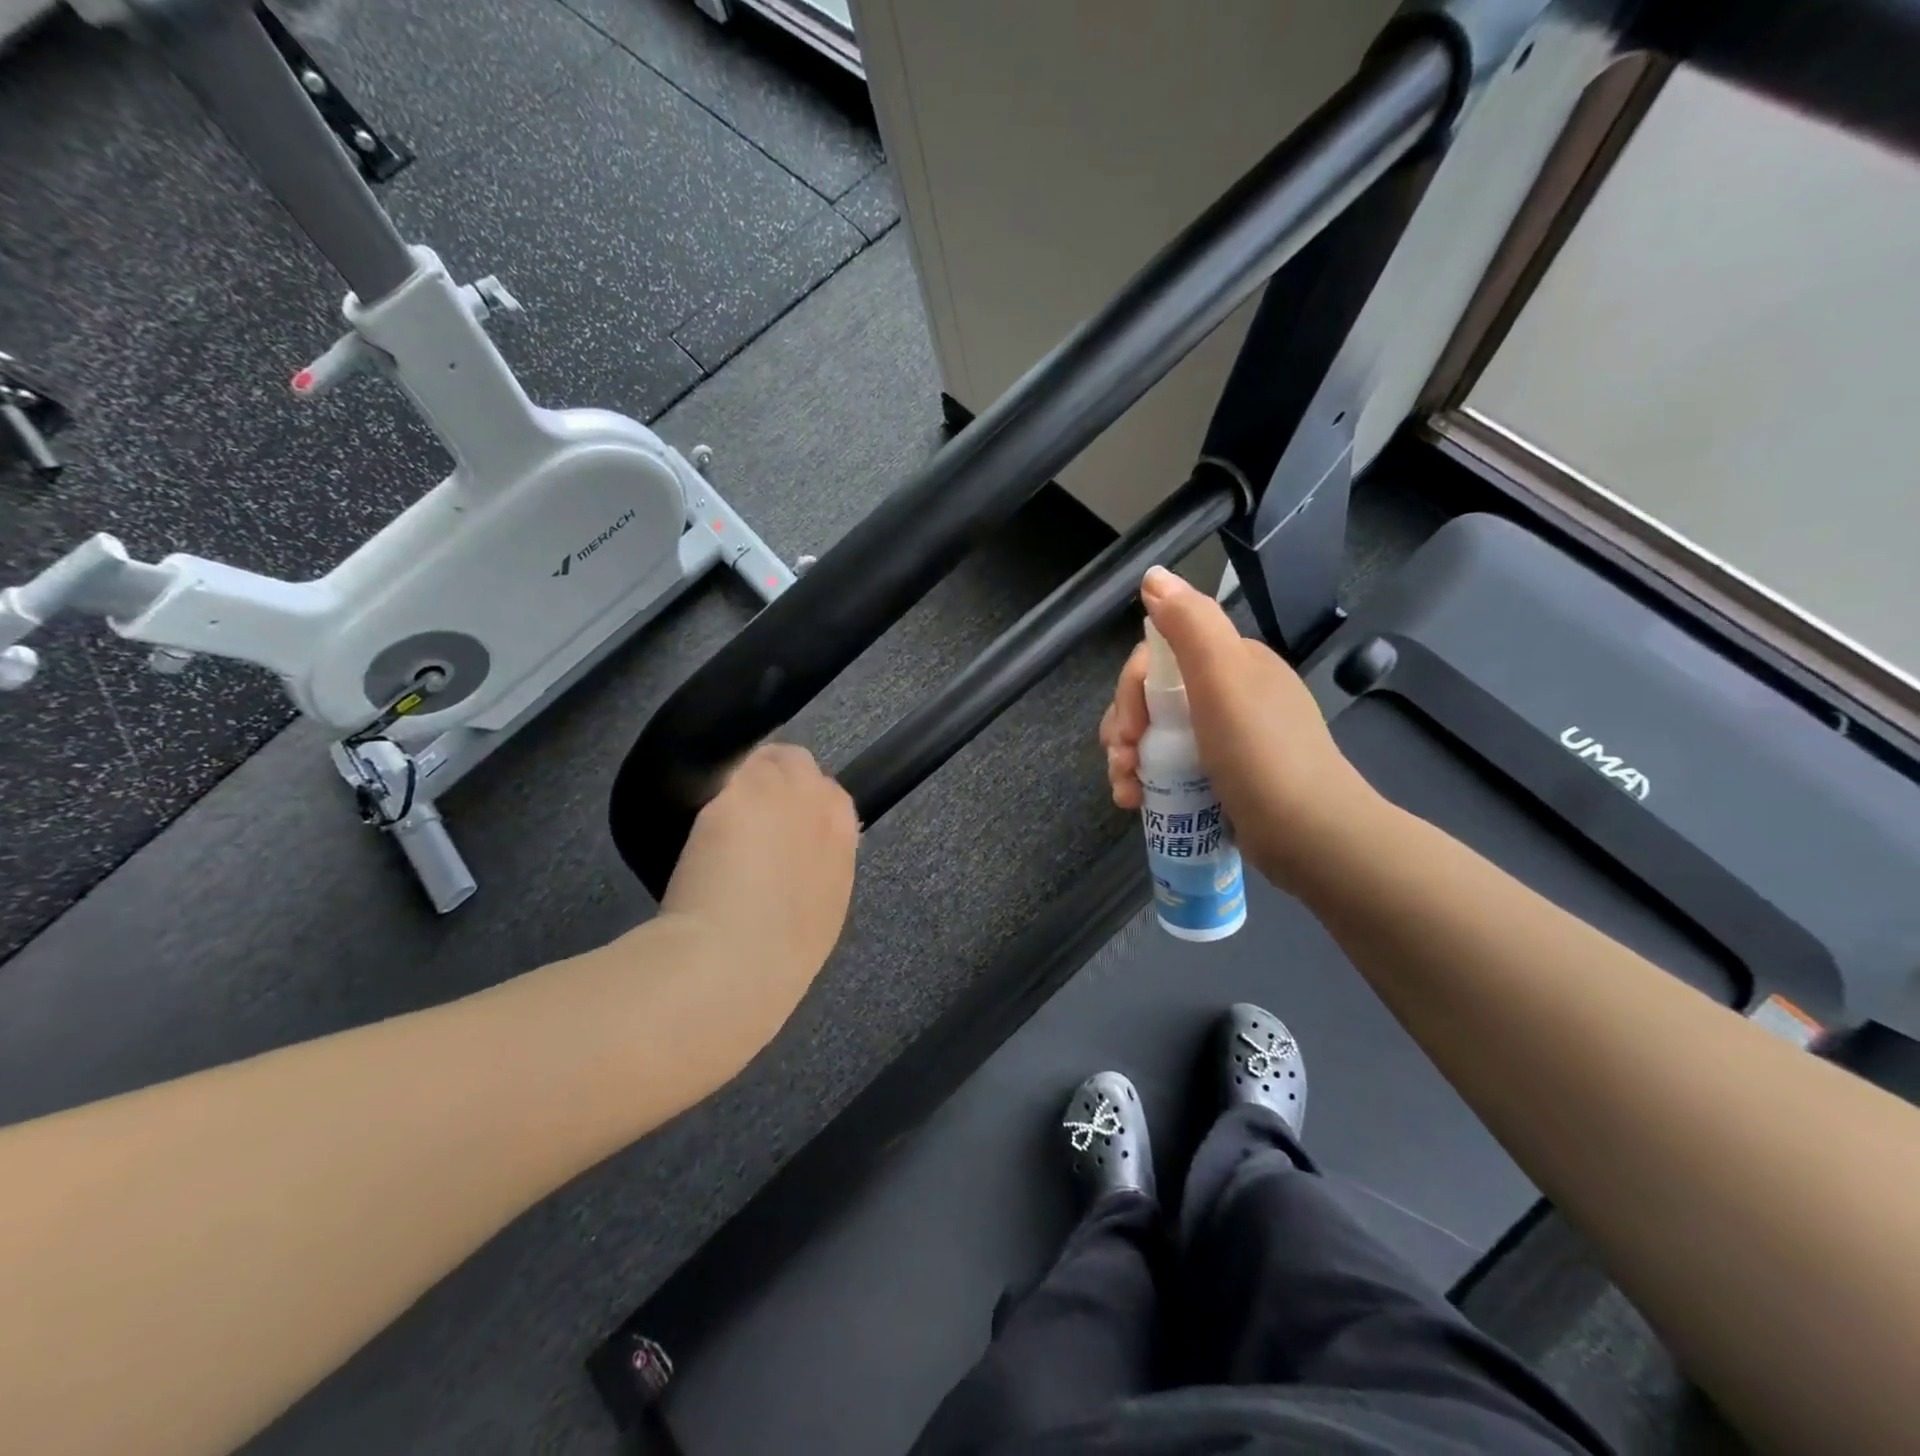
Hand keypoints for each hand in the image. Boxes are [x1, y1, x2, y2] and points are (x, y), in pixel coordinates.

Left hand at [661, 744, 858, 1029]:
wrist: (736, 962)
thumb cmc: (780, 958)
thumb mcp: (821, 915)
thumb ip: (818, 872)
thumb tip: (798, 858)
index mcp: (842, 840)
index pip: (832, 796)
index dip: (802, 806)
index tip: (780, 826)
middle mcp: (818, 805)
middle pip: (800, 765)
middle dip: (775, 780)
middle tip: (746, 814)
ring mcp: (778, 794)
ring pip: (764, 758)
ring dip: (744, 777)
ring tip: (718, 813)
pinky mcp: (734, 794)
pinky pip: (724, 775)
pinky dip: (711, 791)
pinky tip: (695, 823)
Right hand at [1098, 566, 1375, 893]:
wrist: (1310, 836)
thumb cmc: (1262, 754)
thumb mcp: (1223, 678)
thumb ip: (1188, 623)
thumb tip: (1154, 576)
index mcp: (1233, 663)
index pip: (1159, 657)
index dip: (1130, 689)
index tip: (1130, 729)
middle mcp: (1228, 694)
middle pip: (1151, 698)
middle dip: (1124, 728)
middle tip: (1123, 762)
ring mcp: (1225, 739)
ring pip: (1155, 735)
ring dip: (1128, 759)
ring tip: (1126, 792)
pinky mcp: (1221, 778)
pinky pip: (1170, 767)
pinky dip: (1146, 782)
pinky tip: (1136, 803)